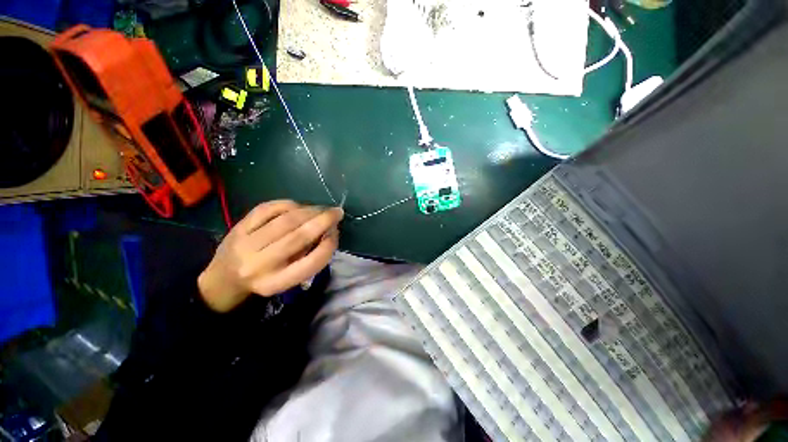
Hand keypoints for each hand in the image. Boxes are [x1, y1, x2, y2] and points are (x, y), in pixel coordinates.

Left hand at [197, 200, 342, 311]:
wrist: (223, 279)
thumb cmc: (264, 280)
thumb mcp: (288, 278)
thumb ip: (309, 257)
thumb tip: (329, 230)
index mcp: (276, 282)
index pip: (311, 262)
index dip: (329, 245)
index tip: (337, 234)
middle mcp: (260, 264)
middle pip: (299, 237)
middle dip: (323, 220)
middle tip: (337, 212)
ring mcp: (246, 244)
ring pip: (286, 220)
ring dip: (310, 210)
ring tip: (321, 208)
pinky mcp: (238, 227)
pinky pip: (267, 209)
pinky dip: (288, 204)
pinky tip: (299, 206)